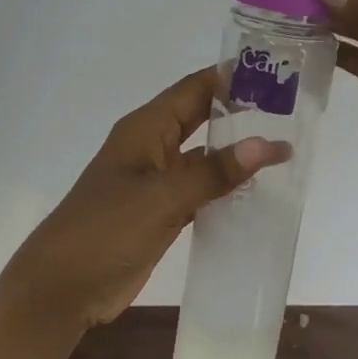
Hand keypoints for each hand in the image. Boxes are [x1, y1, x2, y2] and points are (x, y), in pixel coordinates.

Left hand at [0, 69, 290, 334]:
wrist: (63, 287)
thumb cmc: (104, 230)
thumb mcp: (161, 198)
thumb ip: (213, 172)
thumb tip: (268, 143)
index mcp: (145, 129)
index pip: (194, 89)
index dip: (232, 77)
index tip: (278, 70)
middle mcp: (152, 149)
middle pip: (202, 120)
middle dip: (242, 113)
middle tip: (294, 111)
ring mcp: (156, 183)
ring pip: (204, 159)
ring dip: (237, 154)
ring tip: (286, 149)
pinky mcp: (161, 214)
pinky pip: (200, 192)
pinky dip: (225, 190)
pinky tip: (257, 194)